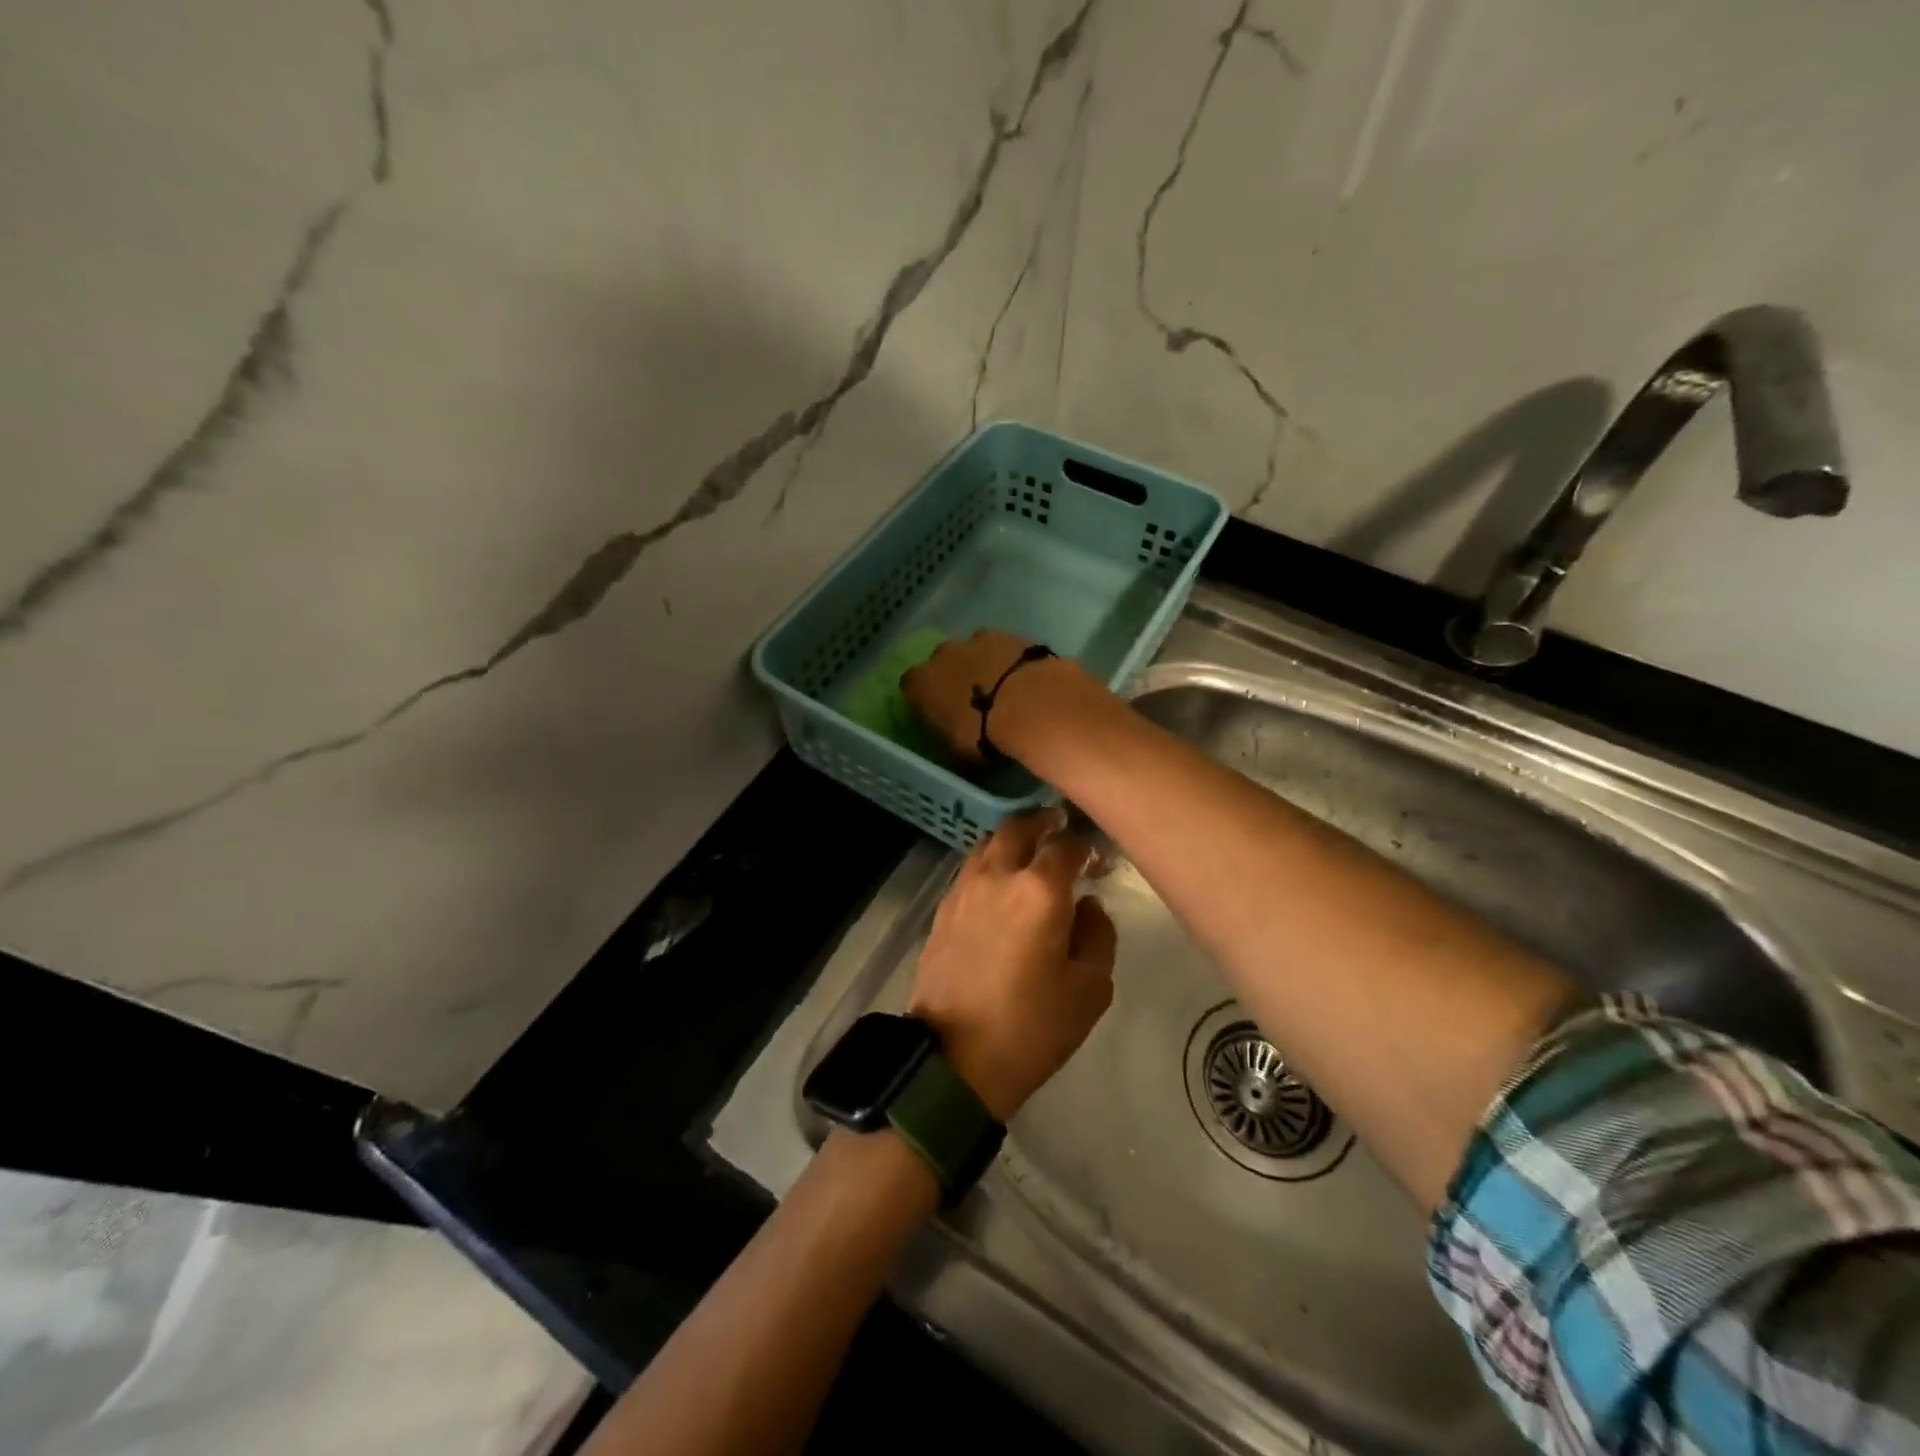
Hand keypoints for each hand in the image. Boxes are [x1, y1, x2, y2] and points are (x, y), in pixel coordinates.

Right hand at [901, 629, 1078, 765]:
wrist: (1027, 703)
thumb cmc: (983, 734)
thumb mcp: (959, 755)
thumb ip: (950, 747)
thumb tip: (955, 753)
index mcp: (921, 684)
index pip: (910, 686)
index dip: (923, 698)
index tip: (936, 712)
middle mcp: (941, 656)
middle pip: (940, 662)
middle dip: (951, 677)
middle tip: (970, 700)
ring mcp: (973, 641)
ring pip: (970, 650)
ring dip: (979, 664)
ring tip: (999, 688)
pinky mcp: (1006, 635)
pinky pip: (999, 646)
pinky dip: (1005, 658)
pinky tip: (1020, 677)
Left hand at [908, 810, 1117, 1121]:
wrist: (955, 1059)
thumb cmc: (1032, 1027)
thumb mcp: (1090, 989)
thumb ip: (1098, 935)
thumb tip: (1088, 906)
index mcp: (1039, 891)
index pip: (1066, 846)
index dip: (1086, 845)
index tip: (1098, 855)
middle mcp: (998, 876)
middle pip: (1018, 828)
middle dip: (1042, 821)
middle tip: (1059, 825)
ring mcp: (964, 890)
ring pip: (988, 844)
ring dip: (1012, 839)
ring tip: (1029, 850)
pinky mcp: (943, 909)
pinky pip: (970, 869)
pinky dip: (989, 862)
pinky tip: (1000, 881)